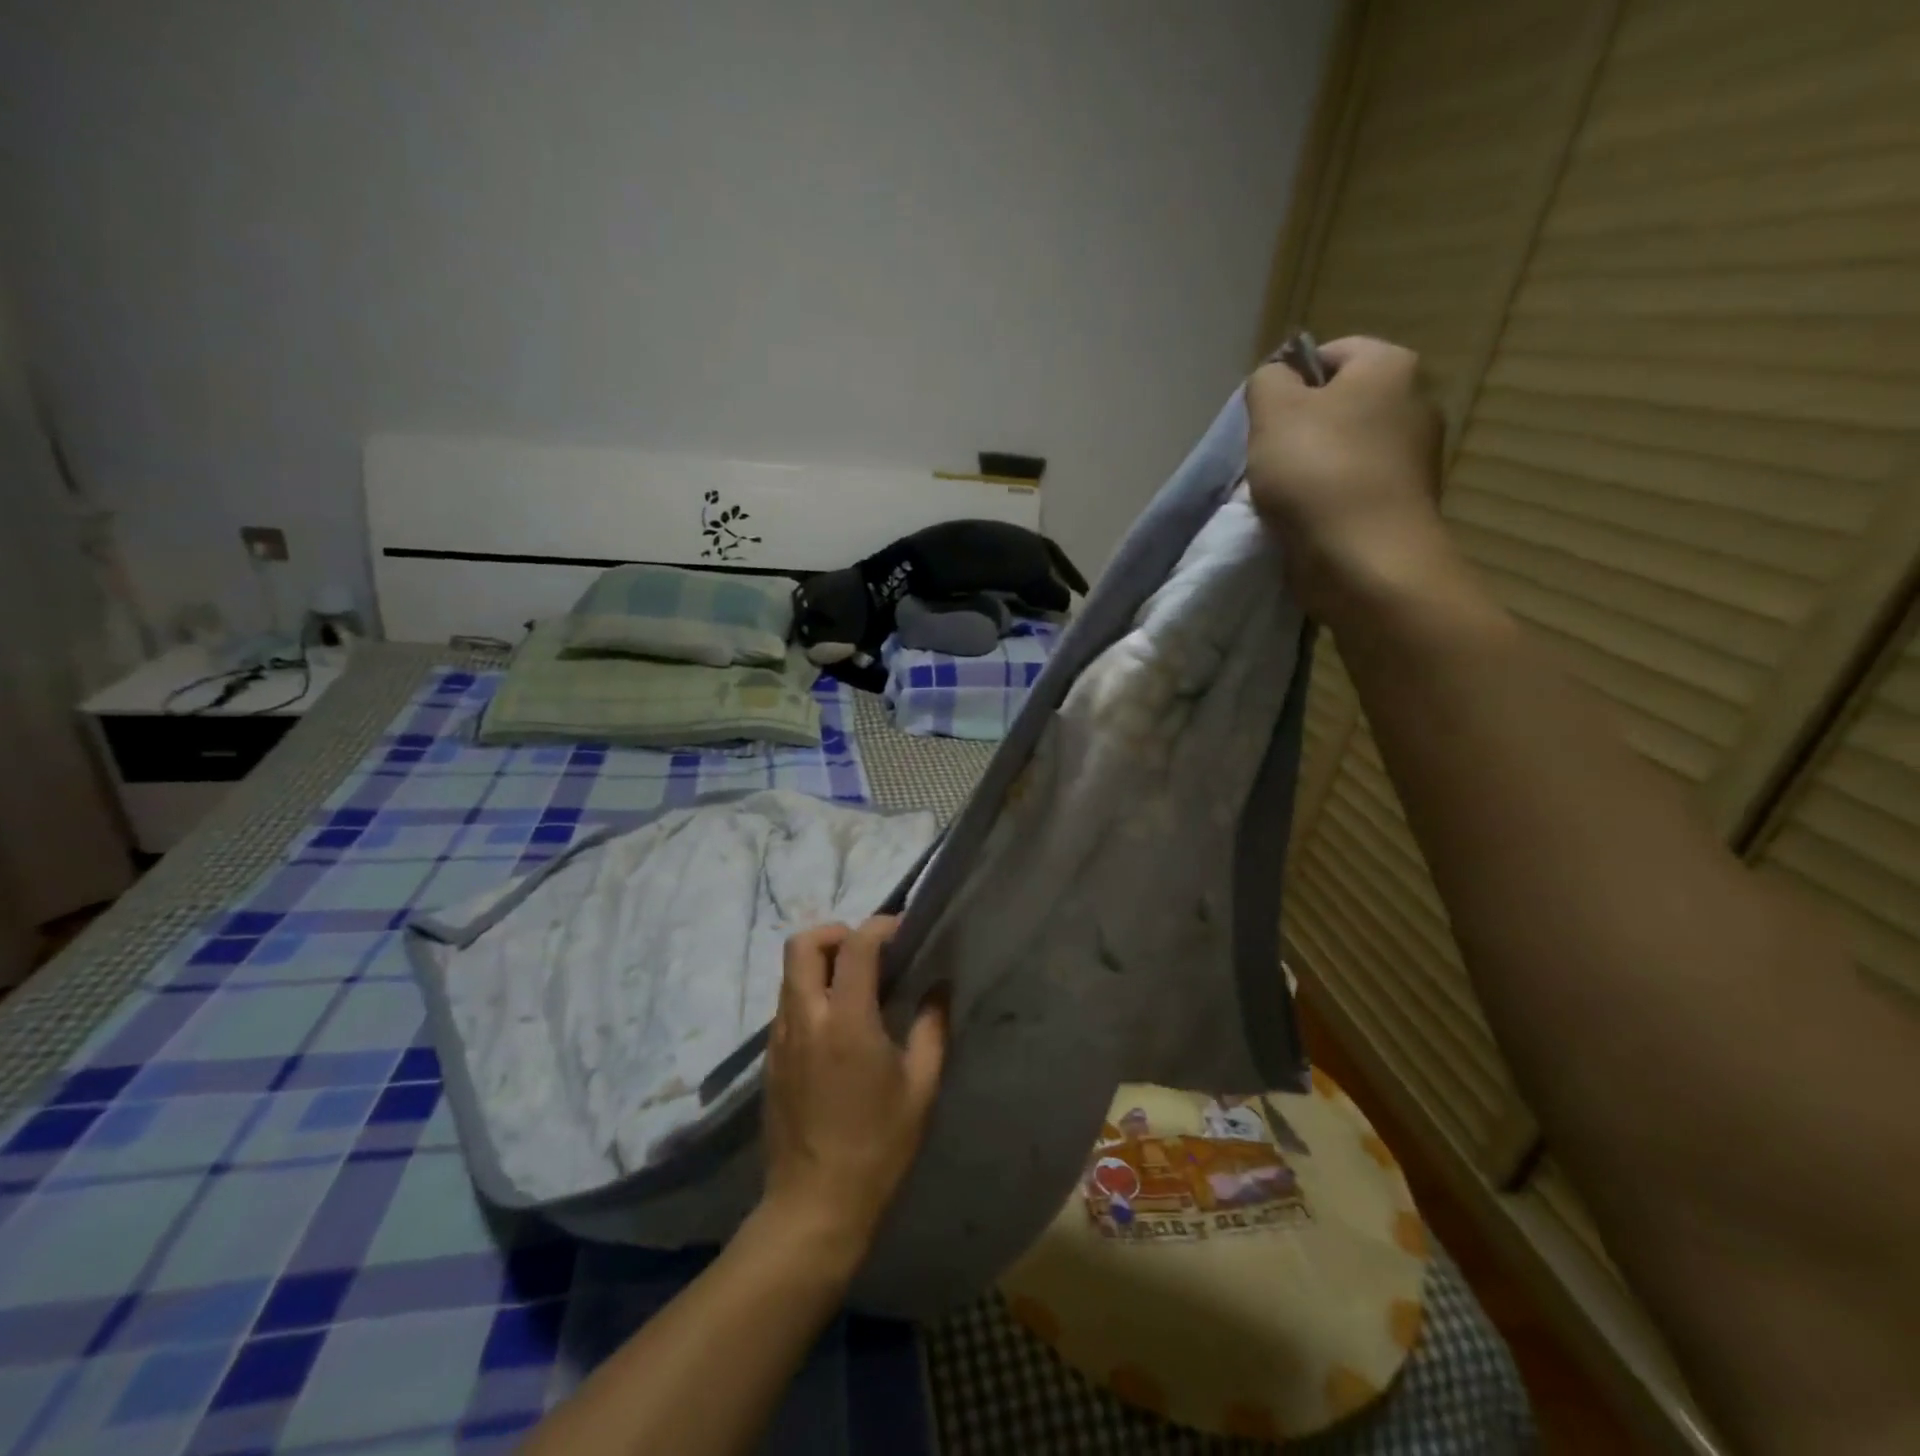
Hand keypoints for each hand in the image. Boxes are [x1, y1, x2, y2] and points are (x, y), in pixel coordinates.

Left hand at [760, 917, 946, 1270]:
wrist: (814, 1206)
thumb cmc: (878, 1147)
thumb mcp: (921, 1088)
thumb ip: (932, 1028)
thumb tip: (939, 987)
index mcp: (847, 1021)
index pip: (855, 945)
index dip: (880, 926)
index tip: (902, 931)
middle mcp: (806, 1018)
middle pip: (803, 943)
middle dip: (836, 932)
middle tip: (868, 951)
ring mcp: (780, 1038)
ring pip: (790, 972)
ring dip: (821, 961)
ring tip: (855, 984)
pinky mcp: (770, 1058)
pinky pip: (786, 1003)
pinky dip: (810, 991)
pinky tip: (837, 1023)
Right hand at [1245, 336, 1455, 622]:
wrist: (1364, 560)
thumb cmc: (1317, 472)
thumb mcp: (1273, 411)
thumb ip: (1267, 382)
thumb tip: (1276, 381)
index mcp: (1390, 366)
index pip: (1330, 353)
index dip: (1289, 381)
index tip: (1263, 420)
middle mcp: (1415, 401)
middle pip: (1338, 405)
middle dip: (1299, 430)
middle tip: (1268, 459)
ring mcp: (1415, 457)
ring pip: (1344, 450)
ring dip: (1310, 470)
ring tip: (1283, 497)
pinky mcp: (1403, 503)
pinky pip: (1354, 489)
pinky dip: (1328, 501)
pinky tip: (1306, 521)